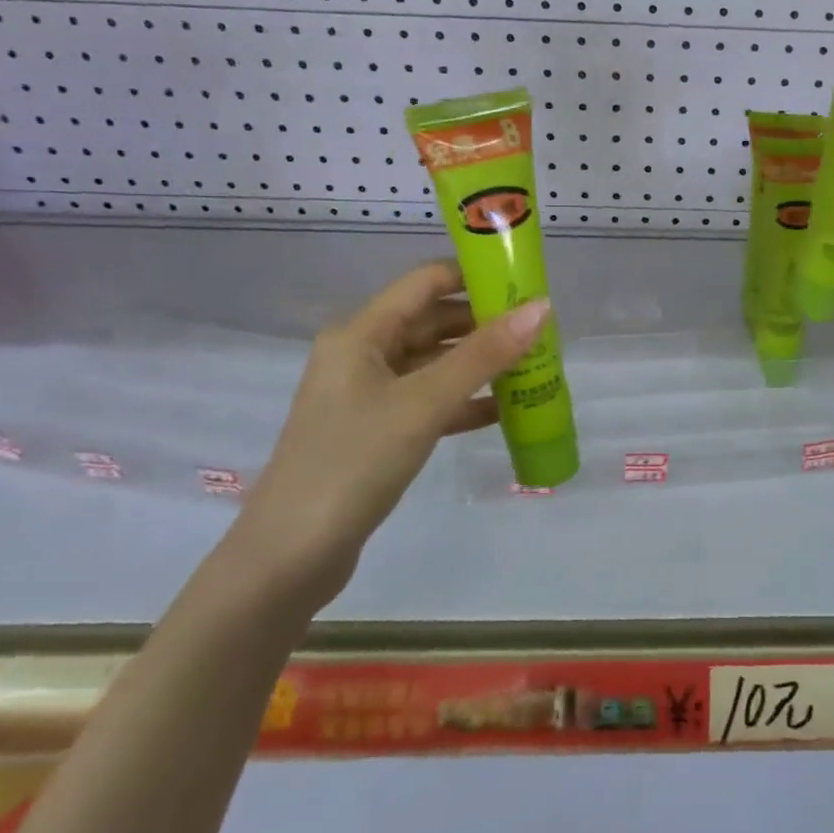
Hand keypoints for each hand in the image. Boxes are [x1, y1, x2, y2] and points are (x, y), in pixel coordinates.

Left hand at [224, 261, 549, 609]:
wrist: (291, 556)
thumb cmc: (354, 462)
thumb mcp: (424, 403)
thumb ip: (484, 355)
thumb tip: (542, 308)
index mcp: (362, 333)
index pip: (426, 281)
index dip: (475, 276)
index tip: (526, 282)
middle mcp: (362, 354)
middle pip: (433, 322)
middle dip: (485, 324)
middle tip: (540, 330)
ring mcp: (368, 395)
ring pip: (434, 364)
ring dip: (479, 364)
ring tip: (533, 366)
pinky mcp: (376, 432)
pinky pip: (429, 402)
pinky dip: (463, 402)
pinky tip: (504, 411)